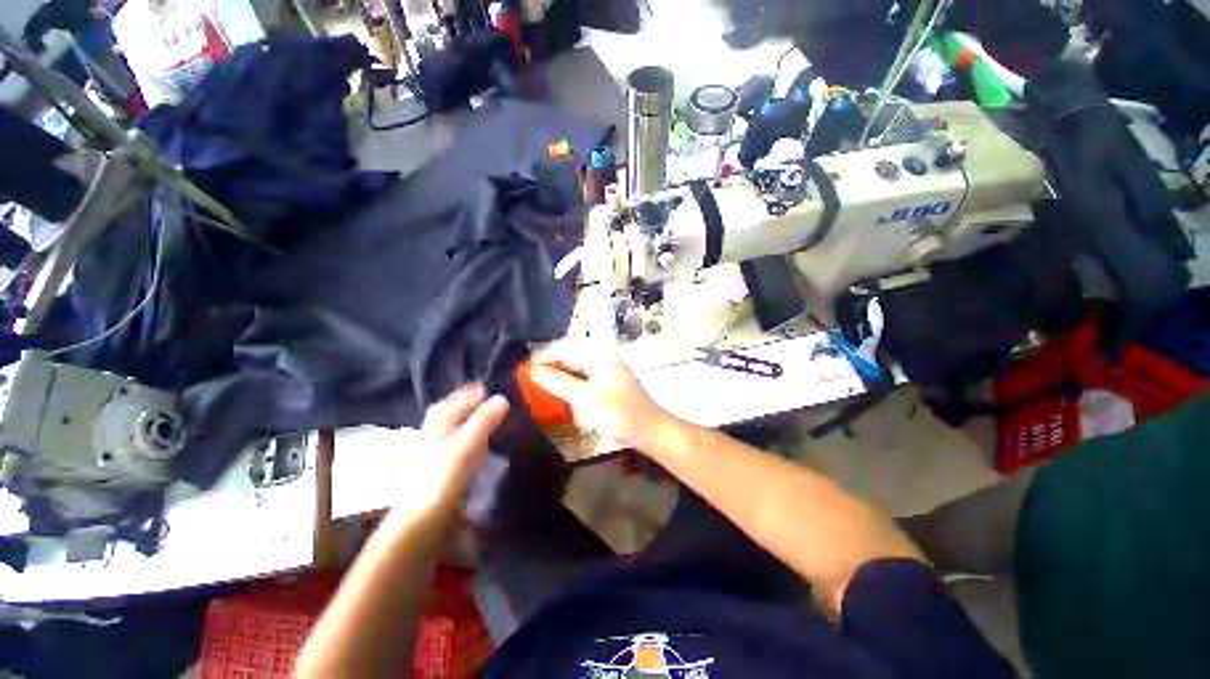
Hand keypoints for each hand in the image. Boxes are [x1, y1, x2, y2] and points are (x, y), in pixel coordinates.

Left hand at [390, 385, 508, 518]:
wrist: (421, 526)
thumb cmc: (440, 482)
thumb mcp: (464, 447)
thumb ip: (483, 421)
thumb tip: (503, 397)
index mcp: (439, 426)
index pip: (455, 400)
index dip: (471, 391)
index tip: (493, 384)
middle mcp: (437, 436)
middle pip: (453, 414)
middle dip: (471, 404)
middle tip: (496, 400)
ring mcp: (441, 455)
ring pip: (458, 430)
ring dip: (474, 421)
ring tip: (496, 419)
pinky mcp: (448, 473)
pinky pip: (464, 448)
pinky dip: (476, 441)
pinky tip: (488, 446)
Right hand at [529, 342, 671, 451]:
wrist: (650, 432)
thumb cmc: (619, 414)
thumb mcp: (585, 398)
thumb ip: (559, 383)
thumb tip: (533, 370)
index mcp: (600, 357)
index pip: (566, 349)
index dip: (544, 357)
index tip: (523, 367)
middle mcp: (604, 360)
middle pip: (571, 357)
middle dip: (550, 365)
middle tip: (528, 377)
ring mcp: (608, 374)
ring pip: (577, 369)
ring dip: (559, 375)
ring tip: (539, 384)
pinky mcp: (609, 387)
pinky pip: (584, 380)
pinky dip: (570, 385)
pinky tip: (561, 394)